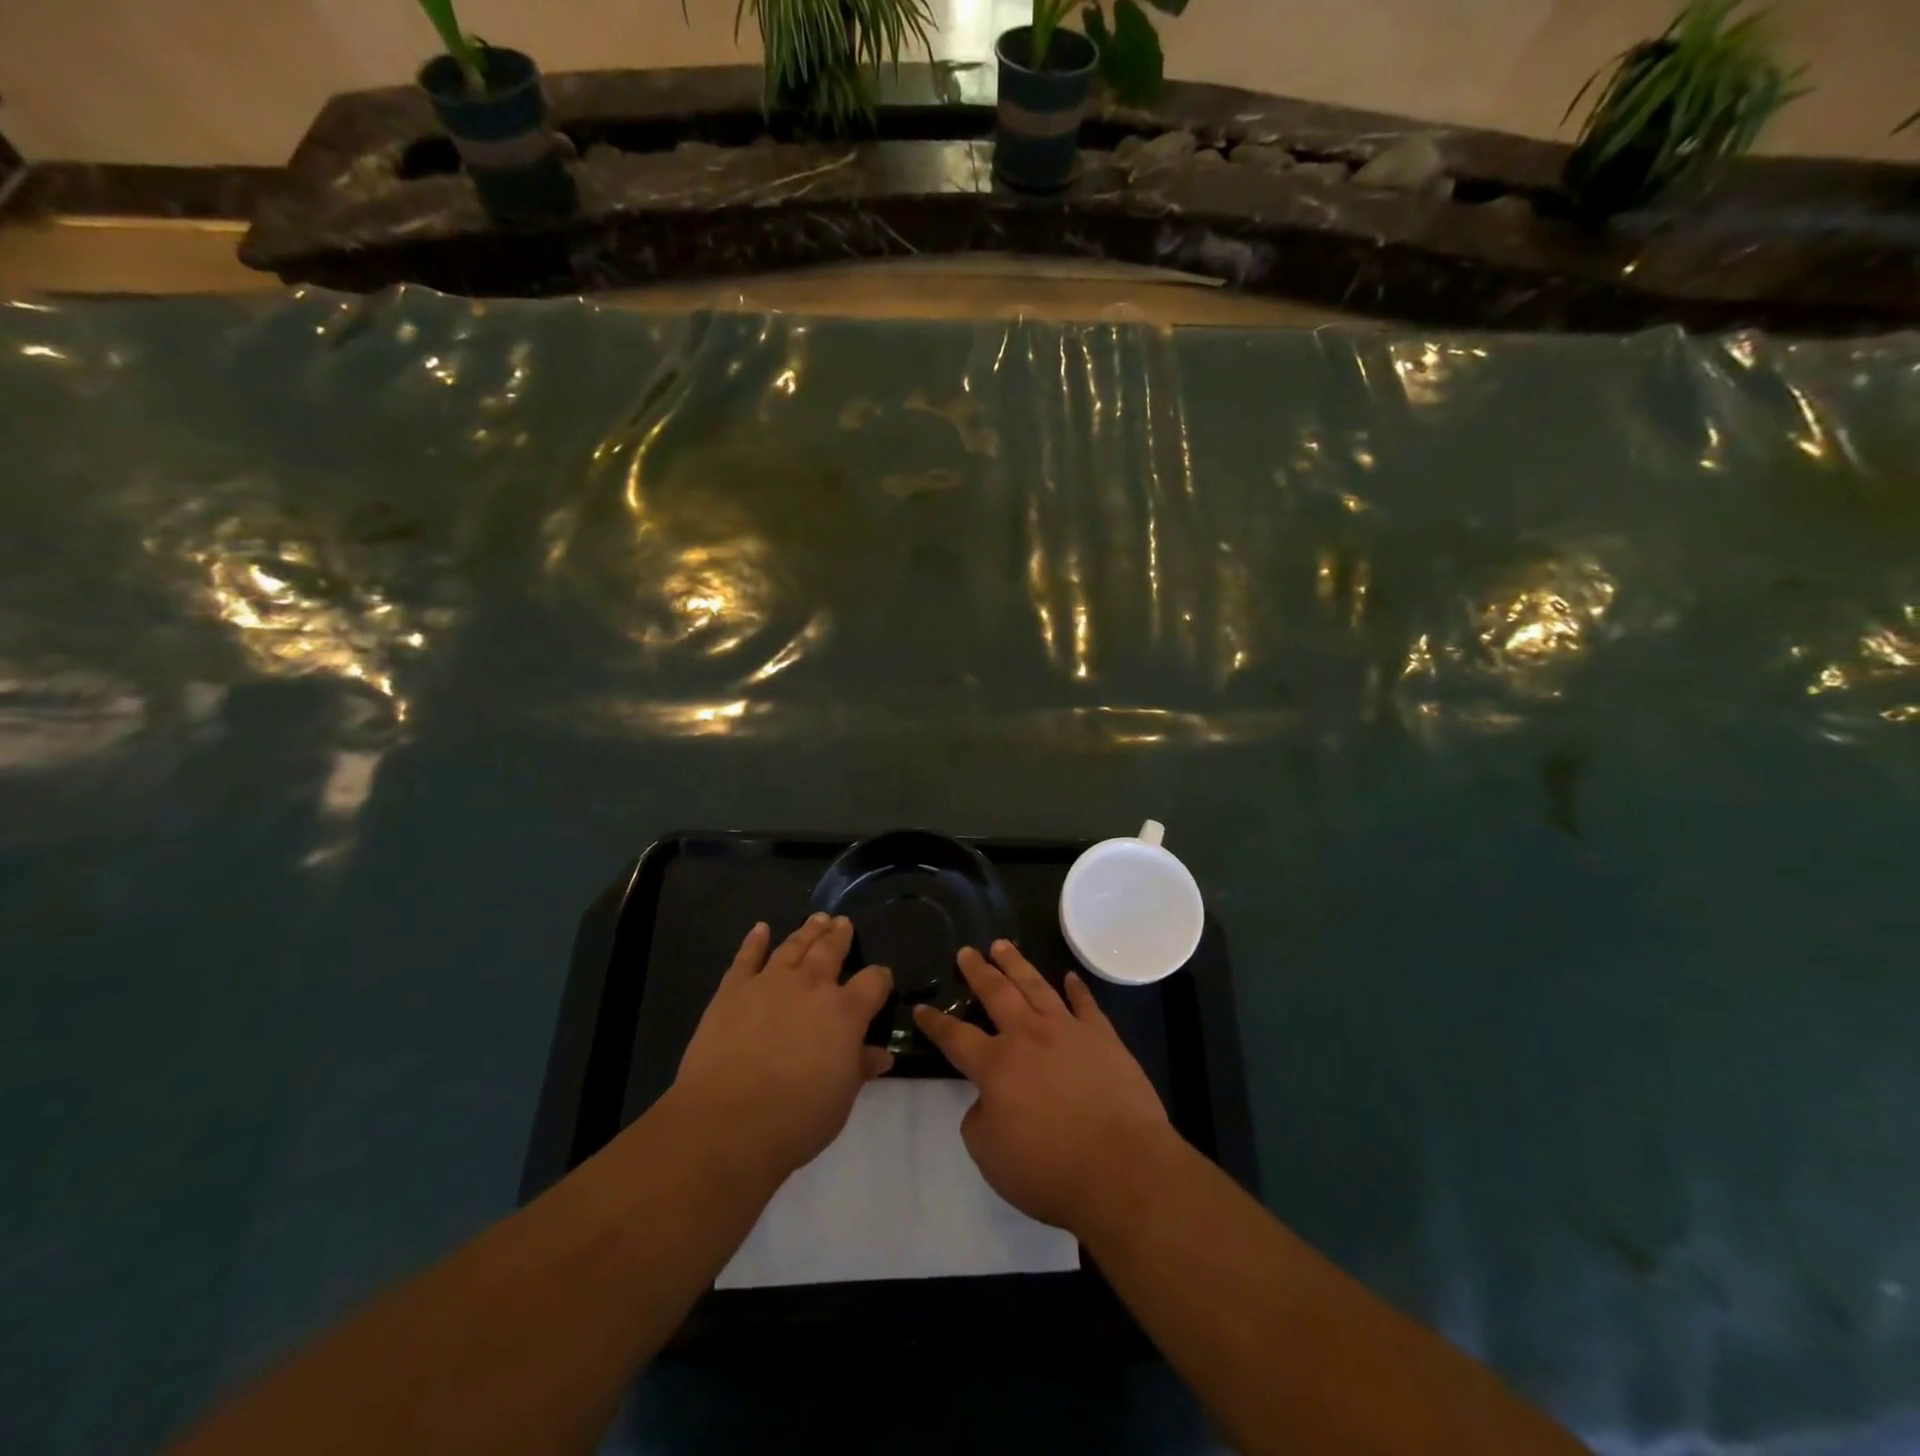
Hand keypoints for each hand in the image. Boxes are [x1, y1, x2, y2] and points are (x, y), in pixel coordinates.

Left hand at [674, 914, 893, 1178]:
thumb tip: (881, 1055)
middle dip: (840, 936)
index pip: (874, 982)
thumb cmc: (795, 1119)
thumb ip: (860, 1069)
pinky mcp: (733, 990)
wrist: (727, 1122)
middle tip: (843, 923)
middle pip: (831, 950)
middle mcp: (811, 986)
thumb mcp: (840, 1100)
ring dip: (807, 931)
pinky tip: (760, 929)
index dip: (880, 979)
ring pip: (794, 946)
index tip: (881, 980)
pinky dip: (754, 941)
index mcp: (845, 1012)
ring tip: (817, 918)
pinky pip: (747, 957)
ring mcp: (770, 983)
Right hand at [913, 941, 1173, 1232]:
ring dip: (1017, 964)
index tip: (921, 1008)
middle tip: (966, 951)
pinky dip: (1076, 989)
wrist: (1123, 1169)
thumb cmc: (1050, 1170)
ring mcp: (1068, 1031)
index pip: (956, 1037)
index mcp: (996, 1065)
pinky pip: (1086, 1004)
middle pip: (997, 993)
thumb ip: (978, 1121)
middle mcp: (1029, 1036)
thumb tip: (985, 1100)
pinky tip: (1069, 977)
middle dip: (978, 971)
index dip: (935, 1023)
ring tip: (1003, 945)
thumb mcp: (991, 1157)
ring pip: (1036, 986)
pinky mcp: (1103, 1037)